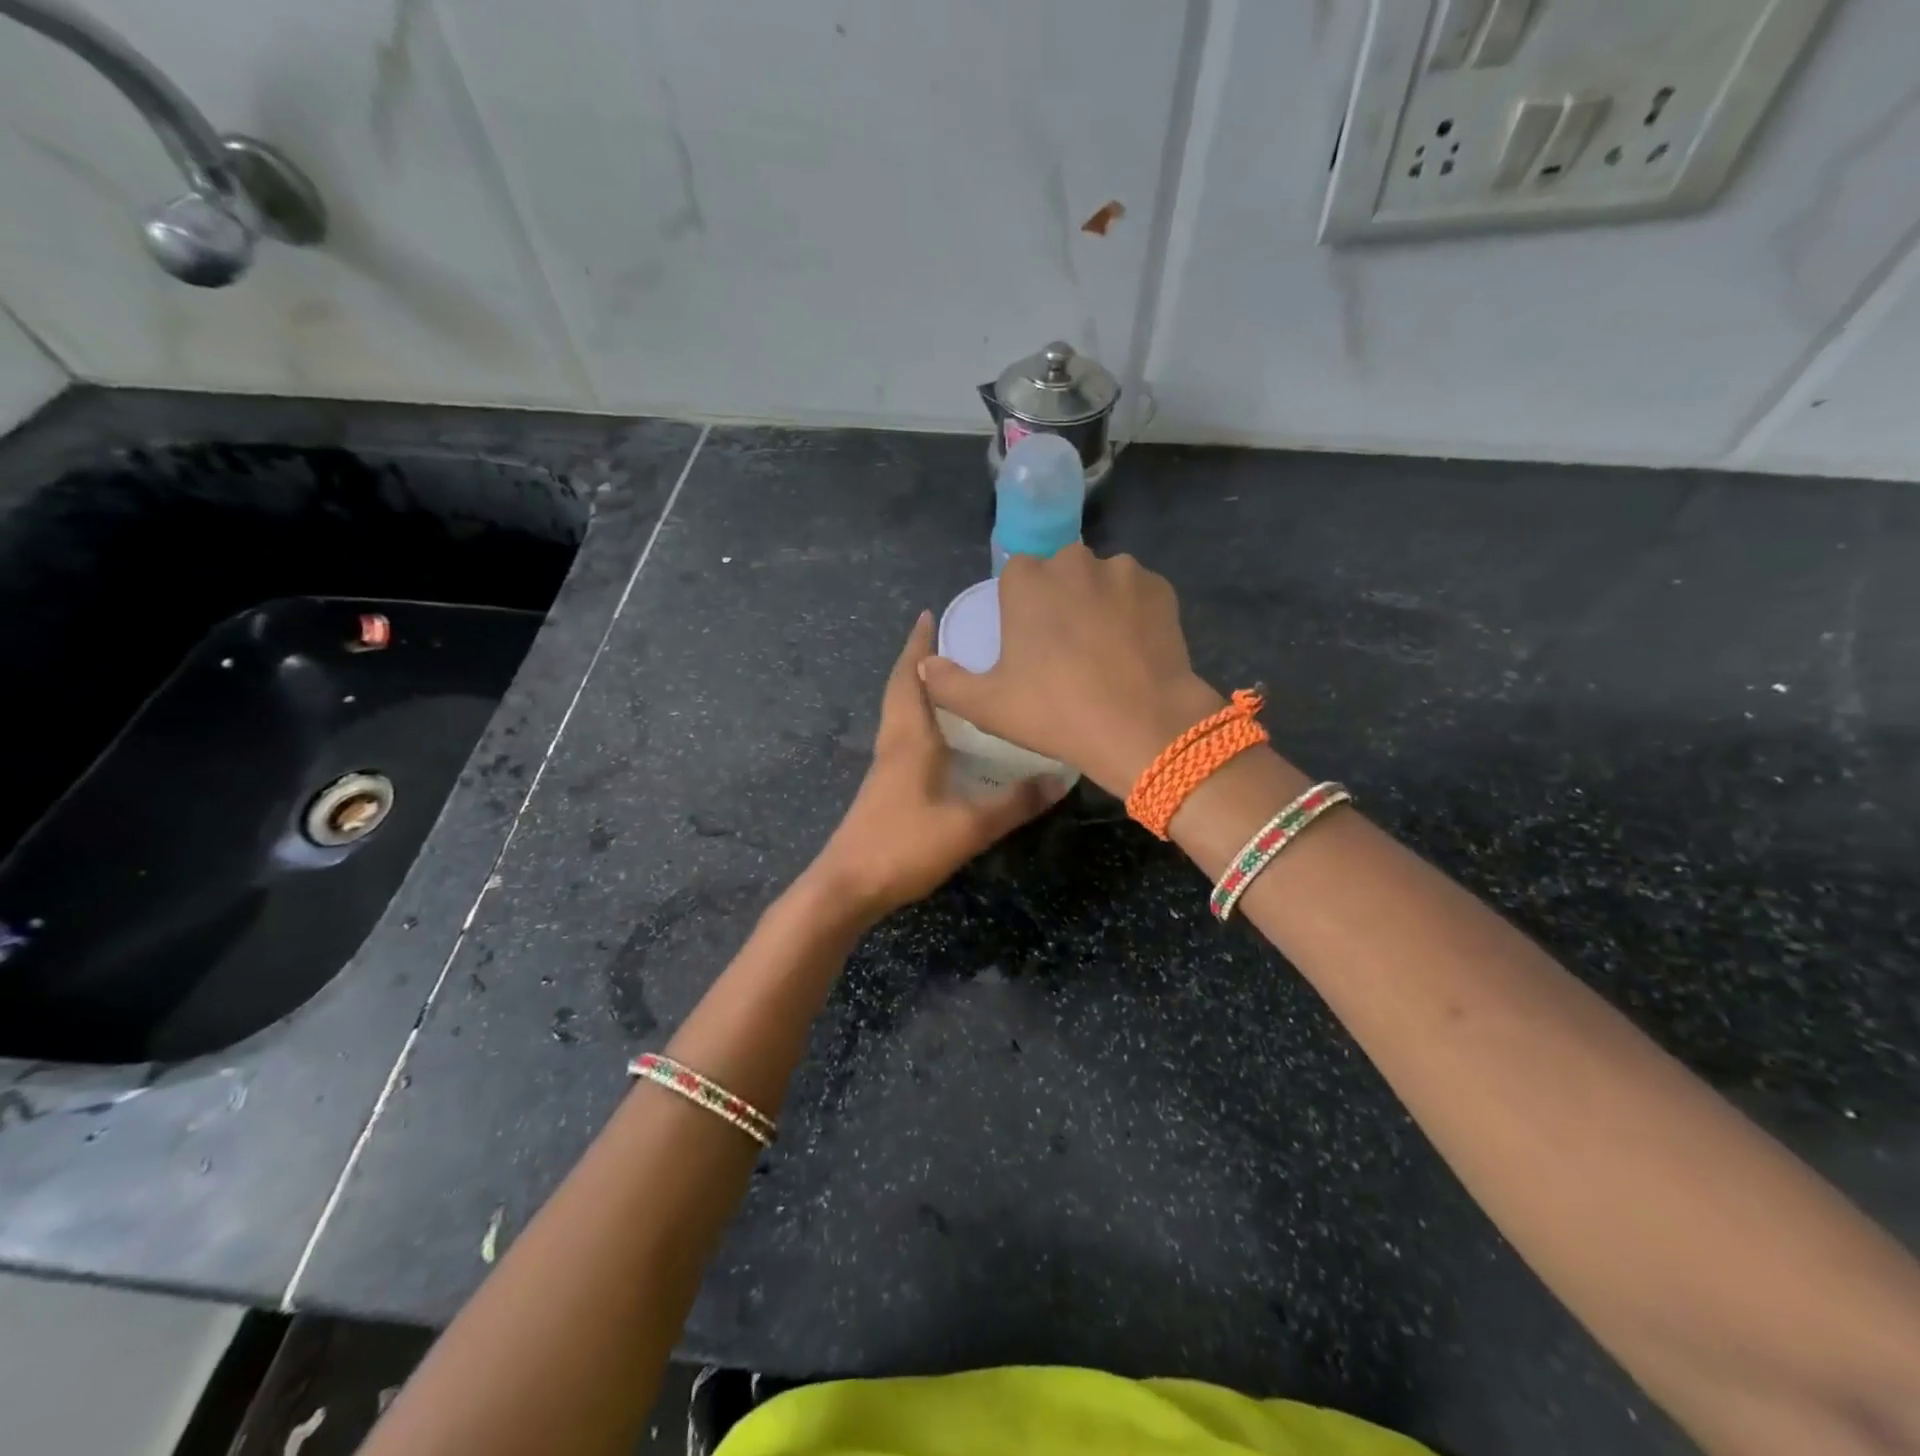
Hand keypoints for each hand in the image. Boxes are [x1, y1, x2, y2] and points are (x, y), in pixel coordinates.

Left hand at [810, 611, 1066, 923]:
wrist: (847, 886)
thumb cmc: (904, 846)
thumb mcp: (969, 825)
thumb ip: (1015, 802)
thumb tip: (1061, 778)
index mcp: (909, 737)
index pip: (911, 677)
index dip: (919, 645)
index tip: (930, 614)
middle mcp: (893, 742)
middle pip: (901, 688)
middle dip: (920, 659)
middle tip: (949, 640)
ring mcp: (885, 765)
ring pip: (899, 712)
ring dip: (918, 687)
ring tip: (952, 679)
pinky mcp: (884, 787)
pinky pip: (902, 735)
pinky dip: (919, 718)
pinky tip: (942, 736)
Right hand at [918, 545, 1224, 796]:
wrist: (1143, 726)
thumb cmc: (1056, 712)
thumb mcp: (987, 706)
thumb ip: (946, 682)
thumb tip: (924, 666)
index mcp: (1027, 579)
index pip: (1015, 576)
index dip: (1019, 608)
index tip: (1027, 644)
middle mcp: (1074, 561)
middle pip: (1060, 573)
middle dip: (1059, 600)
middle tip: (1065, 651)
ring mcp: (1123, 572)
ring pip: (1101, 581)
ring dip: (1097, 603)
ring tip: (1103, 652)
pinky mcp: (1162, 589)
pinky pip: (1137, 594)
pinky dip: (1132, 613)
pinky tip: (1133, 650)